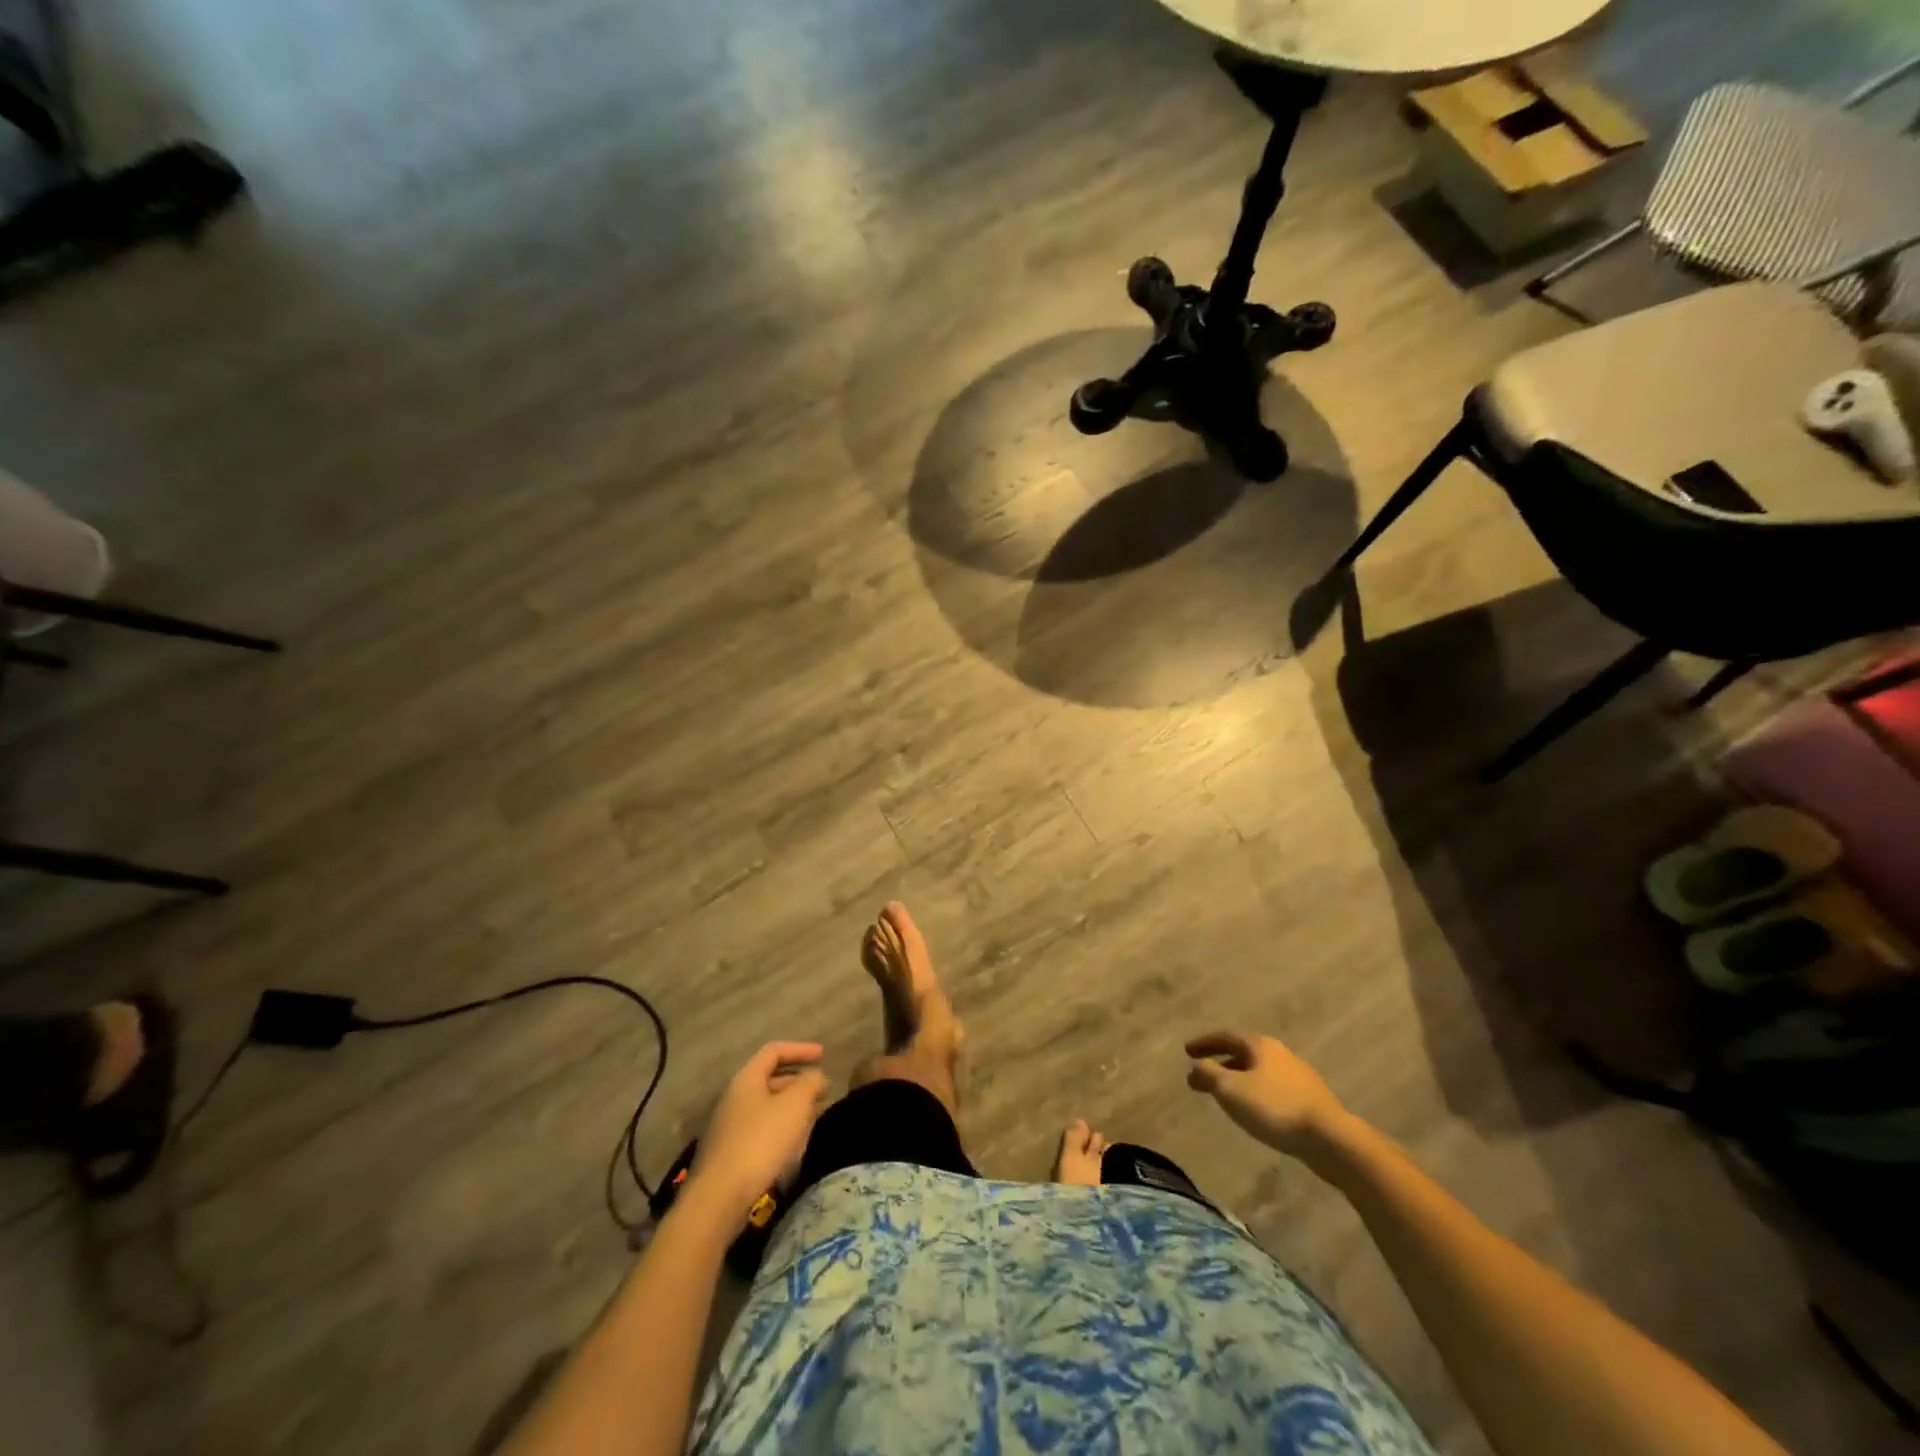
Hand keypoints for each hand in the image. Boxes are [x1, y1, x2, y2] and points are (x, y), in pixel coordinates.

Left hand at [690, 1042, 828, 1217]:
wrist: (720, 1198)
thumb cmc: (761, 1141)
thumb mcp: (795, 1105)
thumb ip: (810, 1082)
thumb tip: (816, 1077)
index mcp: (746, 1079)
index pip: (774, 1051)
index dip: (801, 1049)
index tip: (824, 1055)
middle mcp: (735, 1098)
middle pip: (770, 1079)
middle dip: (799, 1083)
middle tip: (822, 1092)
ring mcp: (730, 1127)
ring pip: (767, 1107)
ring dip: (793, 1107)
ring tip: (815, 1116)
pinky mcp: (731, 1154)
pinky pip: (762, 1130)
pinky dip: (782, 1129)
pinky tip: (795, 1144)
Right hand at [1186, 1031, 1350, 1161]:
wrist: (1330, 1139)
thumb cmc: (1274, 1108)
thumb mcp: (1231, 1090)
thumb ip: (1208, 1075)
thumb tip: (1195, 1067)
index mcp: (1260, 1045)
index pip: (1226, 1036)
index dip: (1205, 1043)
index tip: (1187, 1051)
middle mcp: (1280, 1054)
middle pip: (1244, 1053)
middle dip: (1221, 1063)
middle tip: (1202, 1074)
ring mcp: (1299, 1076)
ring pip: (1260, 1072)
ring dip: (1239, 1079)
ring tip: (1226, 1095)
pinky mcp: (1310, 1100)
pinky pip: (1274, 1089)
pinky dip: (1256, 1093)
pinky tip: (1255, 1111)